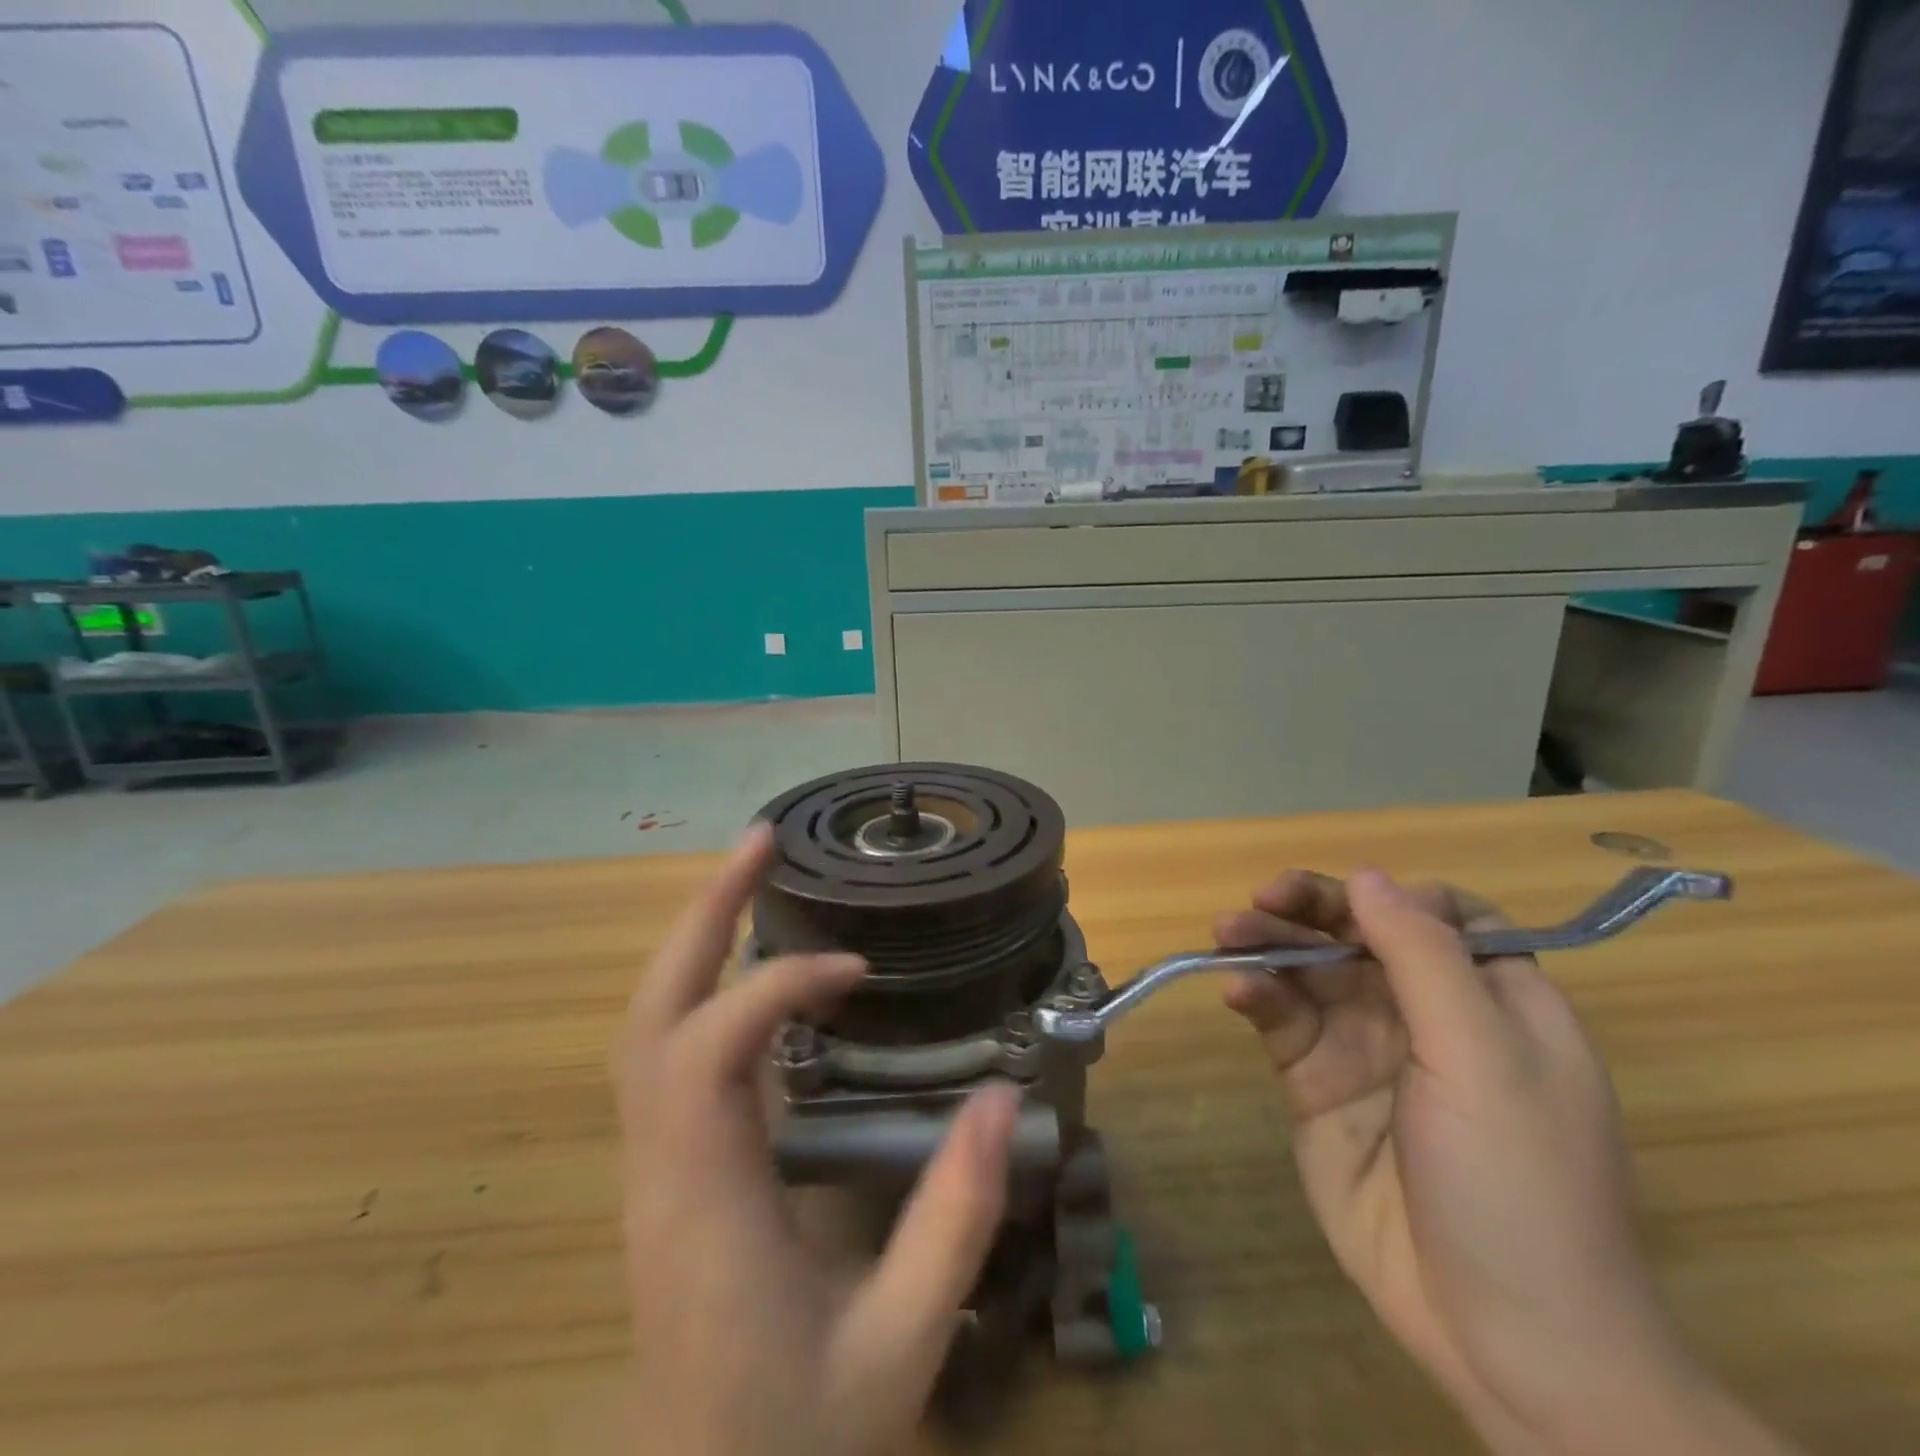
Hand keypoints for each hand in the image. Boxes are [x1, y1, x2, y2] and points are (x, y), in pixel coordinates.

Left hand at [615, 824, 1021, 1455]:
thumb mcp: (900, 1346)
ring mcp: (652, 1167)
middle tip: (762, 843)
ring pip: (647, 1024)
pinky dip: (706, 987)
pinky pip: (667, 1052)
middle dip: (704, 915)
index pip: (709, 1049)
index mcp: (703, 1202)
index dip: (780, 987)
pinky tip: (756, 970)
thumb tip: (1003, 1103)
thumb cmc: (798, 1438)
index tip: (858, 972)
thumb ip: (954, 1222)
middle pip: (650, 1011)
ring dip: (698, 940)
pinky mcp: (665, 1171)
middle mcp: (659, 1167)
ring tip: (753, 875)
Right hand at [1219, 869, 1796, 1455]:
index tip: (1356, 902)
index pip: (1442, 917)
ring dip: (1269, 943)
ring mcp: (1366, 1049)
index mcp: (1491, 998)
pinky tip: (1237, 991)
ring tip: (1228, 933)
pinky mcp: (1318, 1084)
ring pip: (1309, 970)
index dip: (1396, 898)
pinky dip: (1257, 996)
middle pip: (1360, 934)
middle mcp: (1425, 1014)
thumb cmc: (1517, 1180)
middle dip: (1311, 908)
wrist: (1501, 1334)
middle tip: (1262, 898)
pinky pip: (1282, 1021)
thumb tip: (1369, 875)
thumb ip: (1423, 957)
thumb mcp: (1482, 1056)